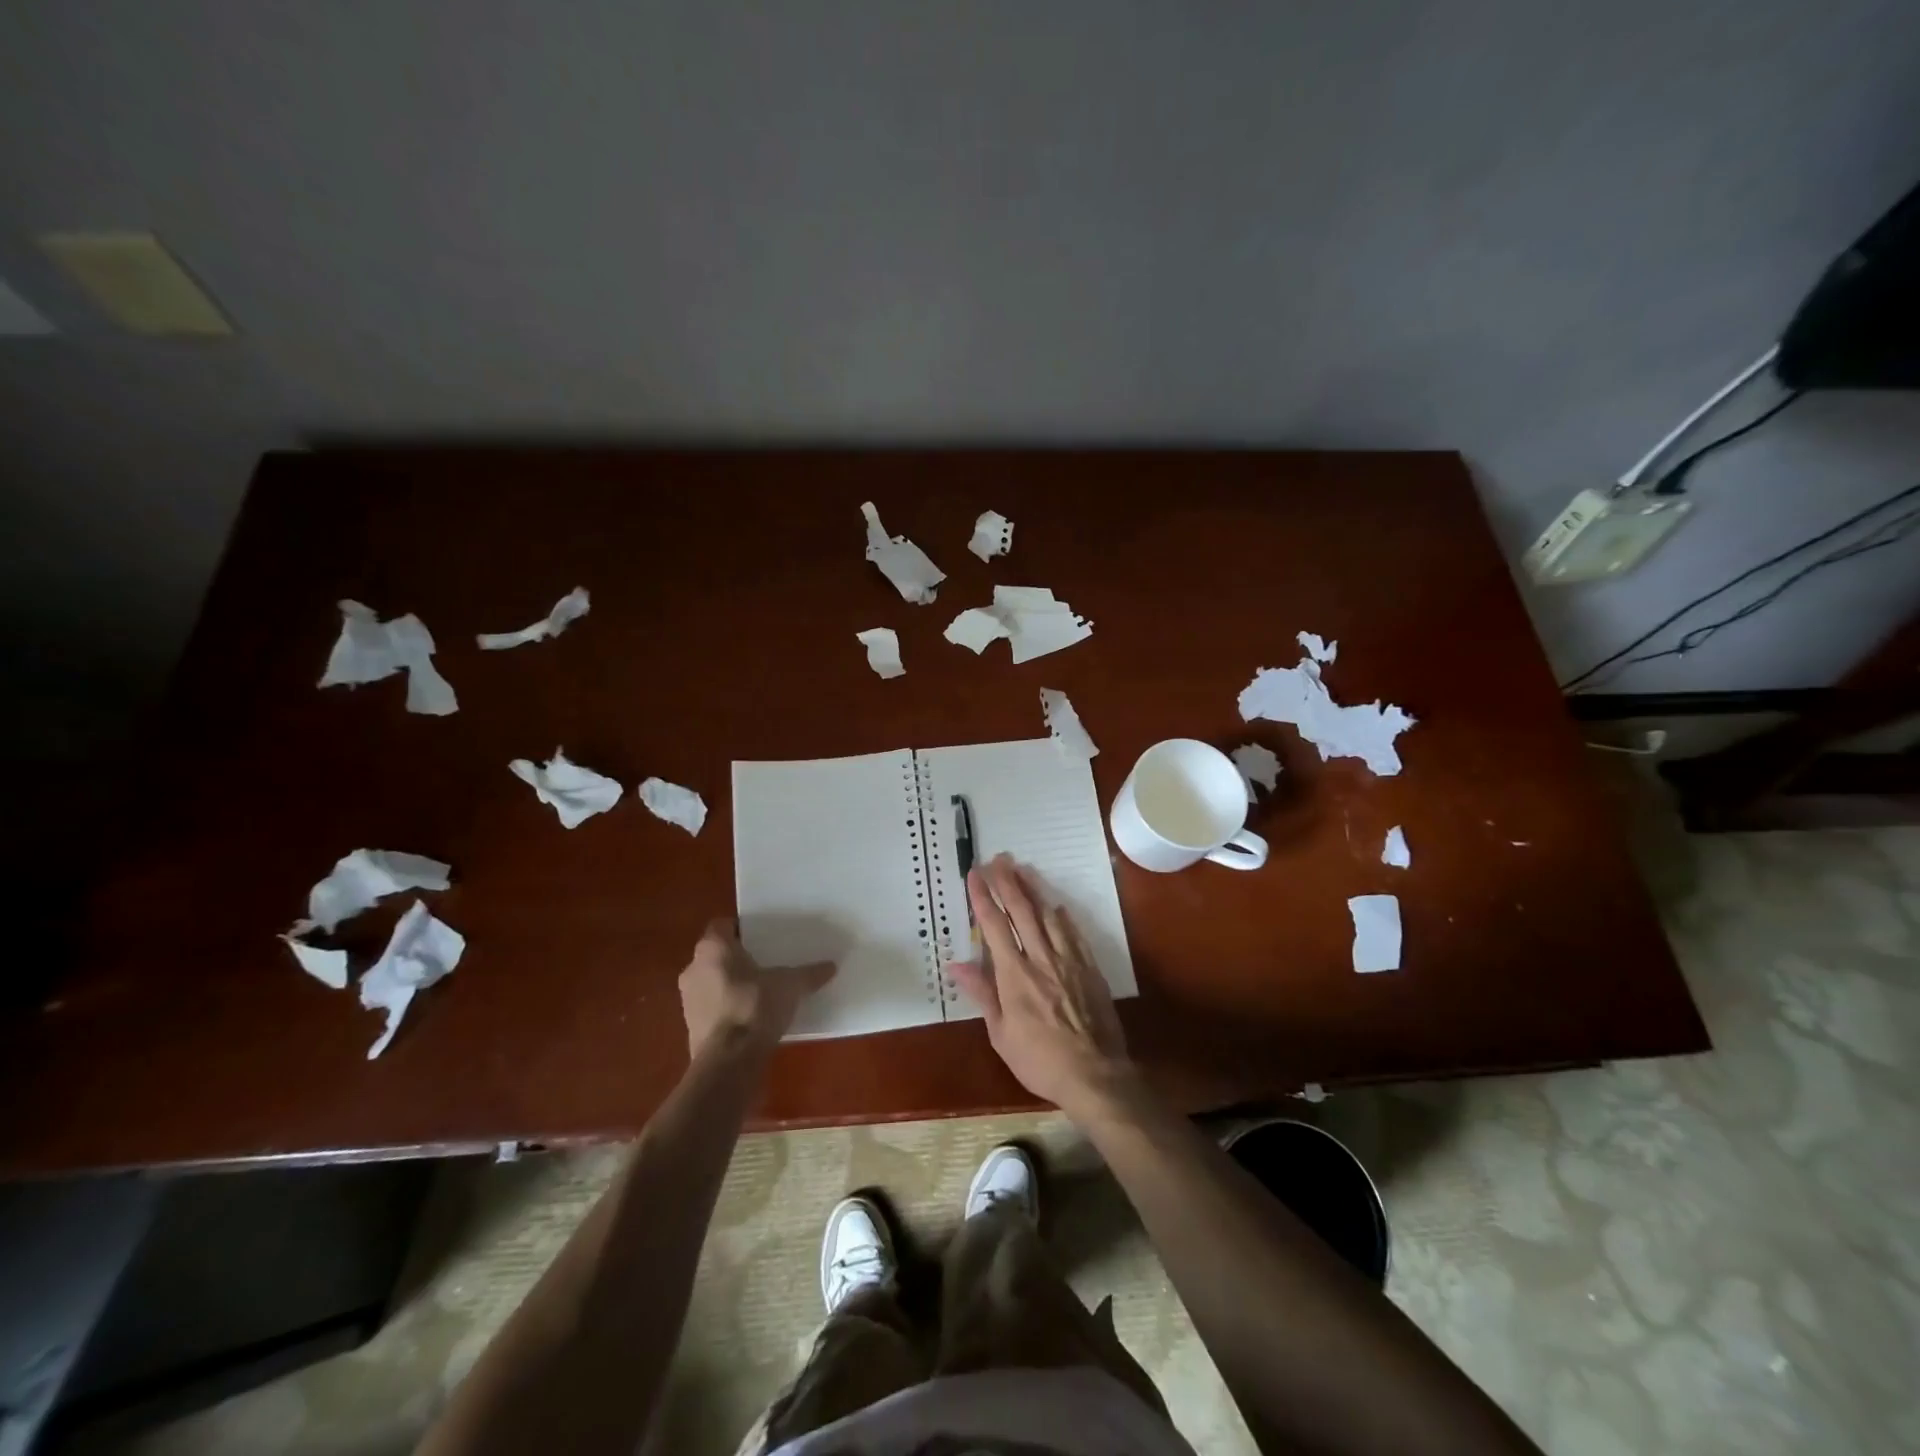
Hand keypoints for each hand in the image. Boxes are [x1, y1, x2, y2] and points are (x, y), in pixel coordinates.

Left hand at [678, 918, 834, 1056]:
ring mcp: (689, 999)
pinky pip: (712, 1008)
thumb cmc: (755, 1006)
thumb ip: (809, 974)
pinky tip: (751, 1017)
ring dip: (731, 984)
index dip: (741, 929)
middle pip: (716, 954)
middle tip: (765, 962)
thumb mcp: (791, 986)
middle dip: (738, 958)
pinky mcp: (692, 1027)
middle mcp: (694, 968)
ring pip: (712, 981)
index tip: (762, 937)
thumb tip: (831, 966)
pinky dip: (727, 1008)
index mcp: (713, 948)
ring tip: (760, 991)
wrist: (729, 1060)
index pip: (722, 925)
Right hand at [946, 854, 1135, 1115]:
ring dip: (1034, 889)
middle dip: (1007, 882)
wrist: (1095, 1075)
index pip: (994, 926)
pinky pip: (1074, 933)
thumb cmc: (1040, 1060)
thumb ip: (982, 994)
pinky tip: (1056, 904)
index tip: (974, 875)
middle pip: (1022, 911)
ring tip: (1023, 868)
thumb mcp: (1001, 1035)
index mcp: (1015, 976)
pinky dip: (1062, 915)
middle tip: (997, 859)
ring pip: (1049, 915)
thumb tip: (957, 964)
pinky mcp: (1089, 968)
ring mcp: (1069, 961)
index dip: (983, 898)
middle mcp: (1041, 959)